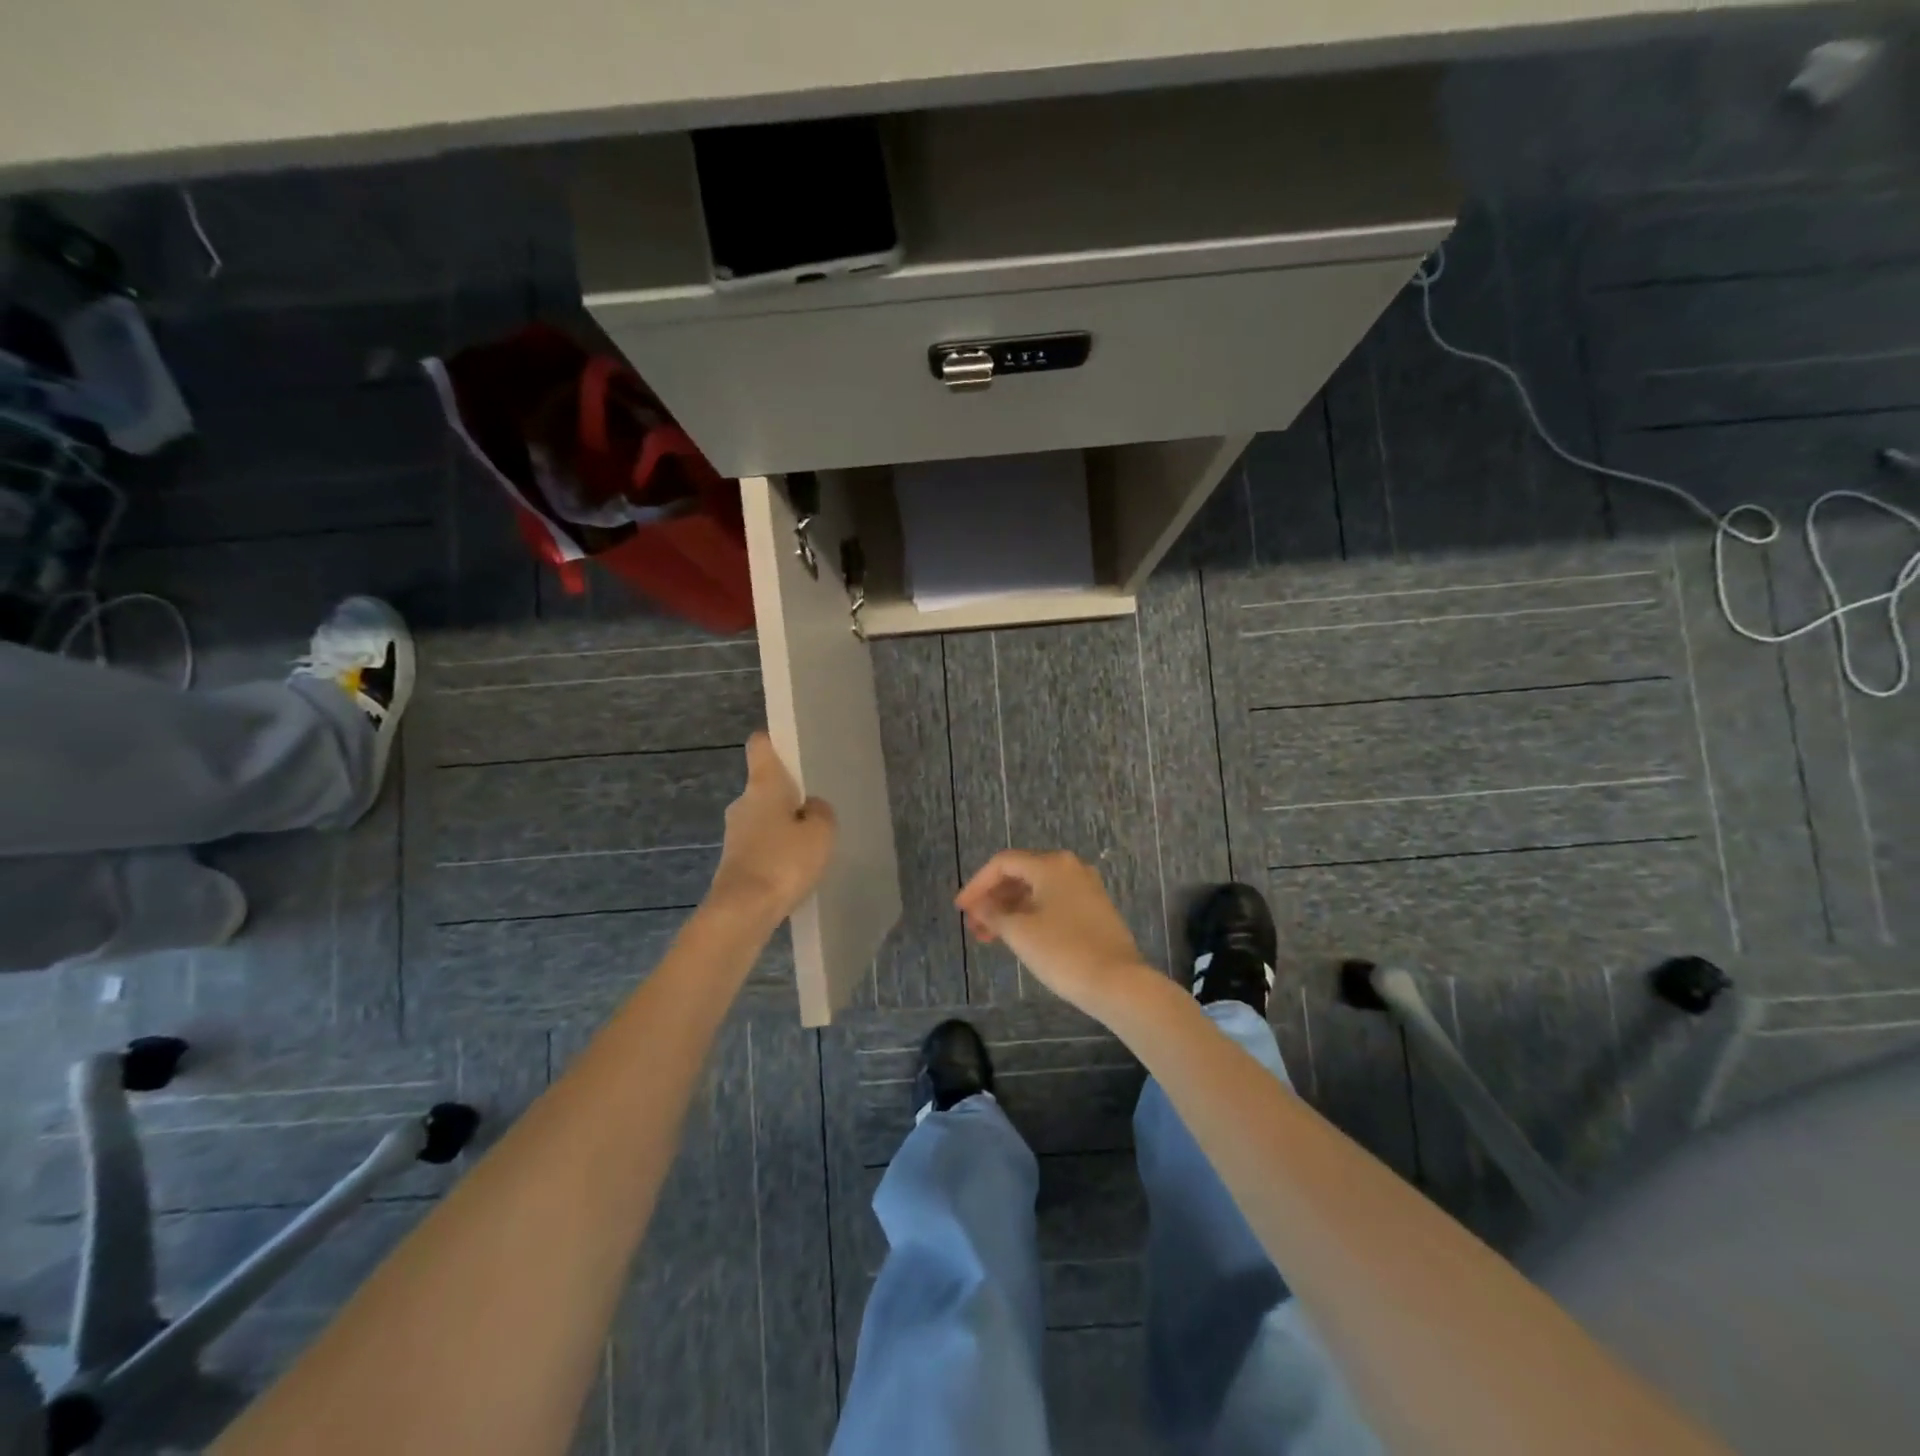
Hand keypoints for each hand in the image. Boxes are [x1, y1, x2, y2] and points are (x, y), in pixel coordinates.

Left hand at [707, 733, 836, 925]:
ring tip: (811, 840)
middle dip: (787, 793)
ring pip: (763, 817)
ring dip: (782, 824)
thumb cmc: (784, 861)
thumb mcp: (821, 833)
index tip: (790, 746)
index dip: (774, 741)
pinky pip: (760, 844)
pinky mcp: (733, 861)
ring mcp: (734, 833)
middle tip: (816, 805)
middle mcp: (743, 802)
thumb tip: (811, 807)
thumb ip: (821, 812)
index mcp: (763, 785)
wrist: (742, 911)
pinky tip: (795, 867)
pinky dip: (775, 849)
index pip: (761, 746)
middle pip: (765, 785)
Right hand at [954, 850, 1153, 1015]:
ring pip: (1037, 890)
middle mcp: (1070, 867)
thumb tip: (978, 905)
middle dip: (993, 899)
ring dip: (1010, 909)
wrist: (1118, 983)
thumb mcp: (1019, 932)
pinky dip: (1031, 915)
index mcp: (1051, 864)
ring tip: (990, 937)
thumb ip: (992, 913)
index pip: (1003, 863)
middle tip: (974, 926)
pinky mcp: (1095, 909)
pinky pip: (1054, 903)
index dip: (977, 884)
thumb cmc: (1063, 951)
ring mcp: (1086, 888)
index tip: (960, 909)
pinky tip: (1018, 937)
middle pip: (1021, 874)